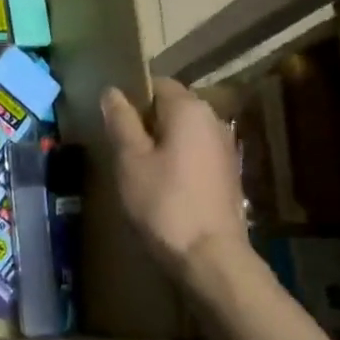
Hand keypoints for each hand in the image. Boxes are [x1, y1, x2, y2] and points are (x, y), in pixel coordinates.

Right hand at [101, 82, 246, 277]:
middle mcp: (214, 120)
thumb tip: (112, 92)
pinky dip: (176, 160)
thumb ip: (120, 121)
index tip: (111, 121)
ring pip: (183, 132)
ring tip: (136, 168)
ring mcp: (225, 147)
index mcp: (189, 109)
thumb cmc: (163, 202)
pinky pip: (195, 153)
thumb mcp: (130, 159)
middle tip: (118, 147)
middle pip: (172, 107)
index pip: (157, 84)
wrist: (209, 255)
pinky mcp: (228, 173)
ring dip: (160, 143)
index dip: (131, 97)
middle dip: (145, 121)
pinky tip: (160, 184)